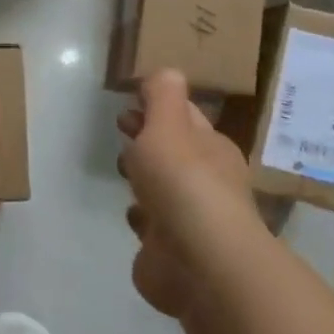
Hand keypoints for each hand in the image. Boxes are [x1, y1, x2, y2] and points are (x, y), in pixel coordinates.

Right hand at [117, 69, 264, 317]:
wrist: (198, 261)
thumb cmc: (183, 182)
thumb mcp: (169, 125)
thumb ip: (162, 96)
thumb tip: (166, 72)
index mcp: (211, 148)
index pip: (186, 118)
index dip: (159, 107)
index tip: (130, 101)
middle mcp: (206, 182)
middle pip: (175, 152)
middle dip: (150, 139)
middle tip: (122, 128)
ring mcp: (190, 219)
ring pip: (164, 189)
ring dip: (146, 179)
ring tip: (124, 169)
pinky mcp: (171, 252)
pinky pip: (153, 227)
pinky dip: (143, 218)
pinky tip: (133, 215)